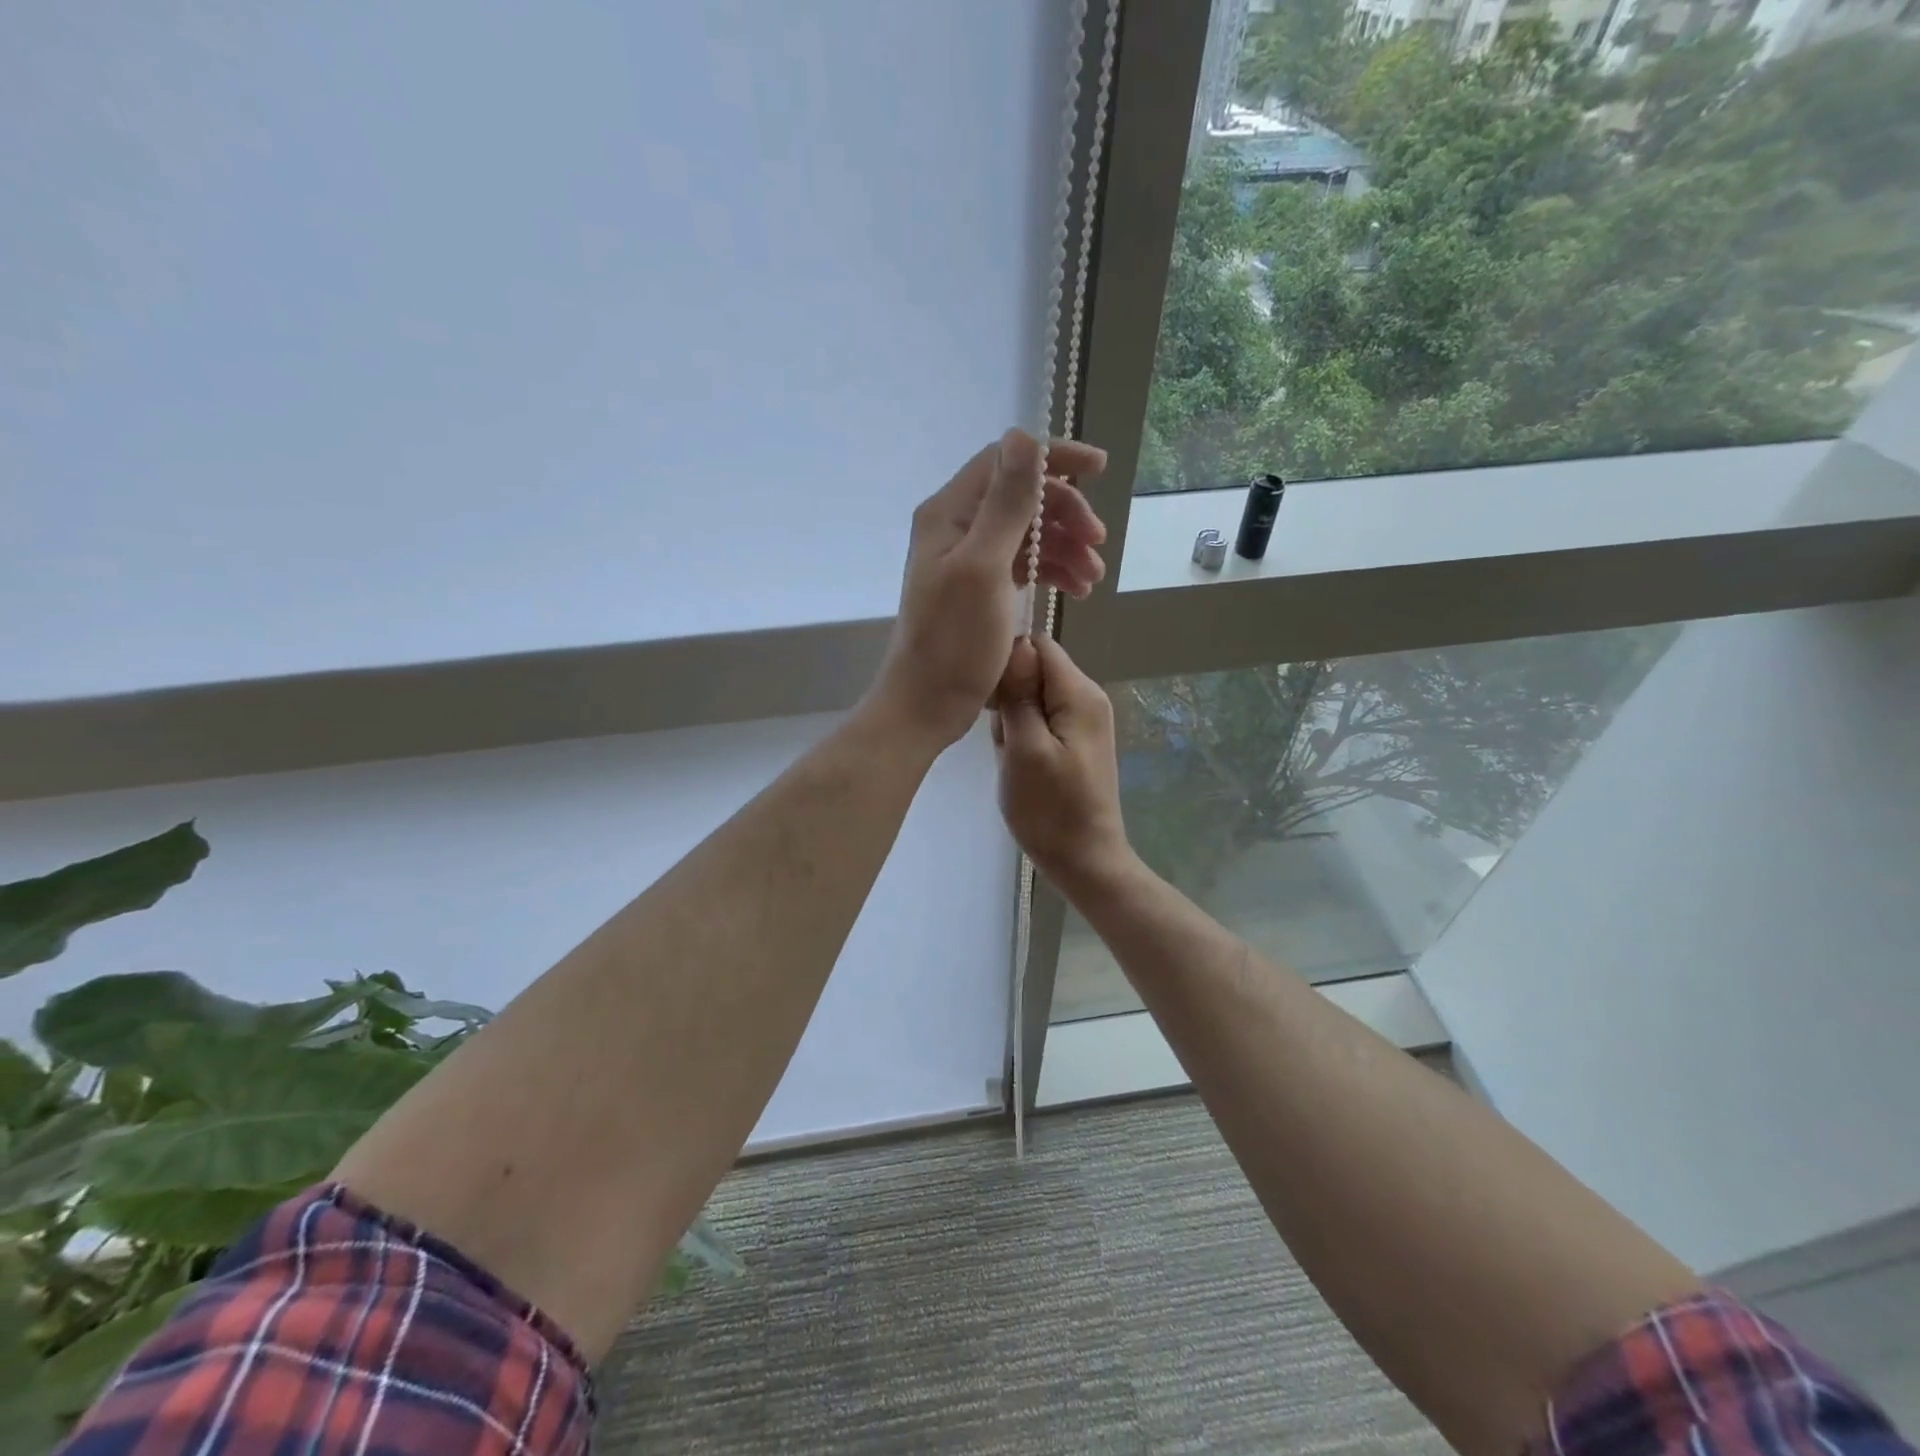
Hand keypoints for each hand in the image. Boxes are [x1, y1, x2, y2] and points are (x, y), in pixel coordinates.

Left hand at [866, 429, 1106, 751]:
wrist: (928, 703)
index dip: (1053, 459)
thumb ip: (1006, 503)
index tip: (1099, 469)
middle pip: (1021, 498)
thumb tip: (1024, 436)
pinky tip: (1076, 591)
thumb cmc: (954, 641)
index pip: (1006, 461)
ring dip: (1065, 547)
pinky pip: (1022, 565)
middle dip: (1065, 513)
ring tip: (1092, 579)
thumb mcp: (984, 567)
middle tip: (1098, 543)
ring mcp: (968, 559)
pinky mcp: (980, 589)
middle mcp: (957, 527)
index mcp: (949, 512)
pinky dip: (1051, 571)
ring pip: (1027, 533)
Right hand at [990, 634, 1133, 891]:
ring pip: (1033, 699)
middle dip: (1009, 699)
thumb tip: (1014, 646)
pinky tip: (1019, 766)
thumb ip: (1020, 695)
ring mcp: (1083, 722)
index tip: (990, 700)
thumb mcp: (1025, 748)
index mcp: (1080, 693)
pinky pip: (1040, 722)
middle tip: (1003, 740)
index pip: (1037, 646)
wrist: (1085, 861)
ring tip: (1011, 758)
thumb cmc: (1051, 809)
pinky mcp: (1076, 743)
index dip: (1007, 664)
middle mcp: (1088, 698)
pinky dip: (1023, 739)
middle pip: (1034, 672)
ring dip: (1013, 723)